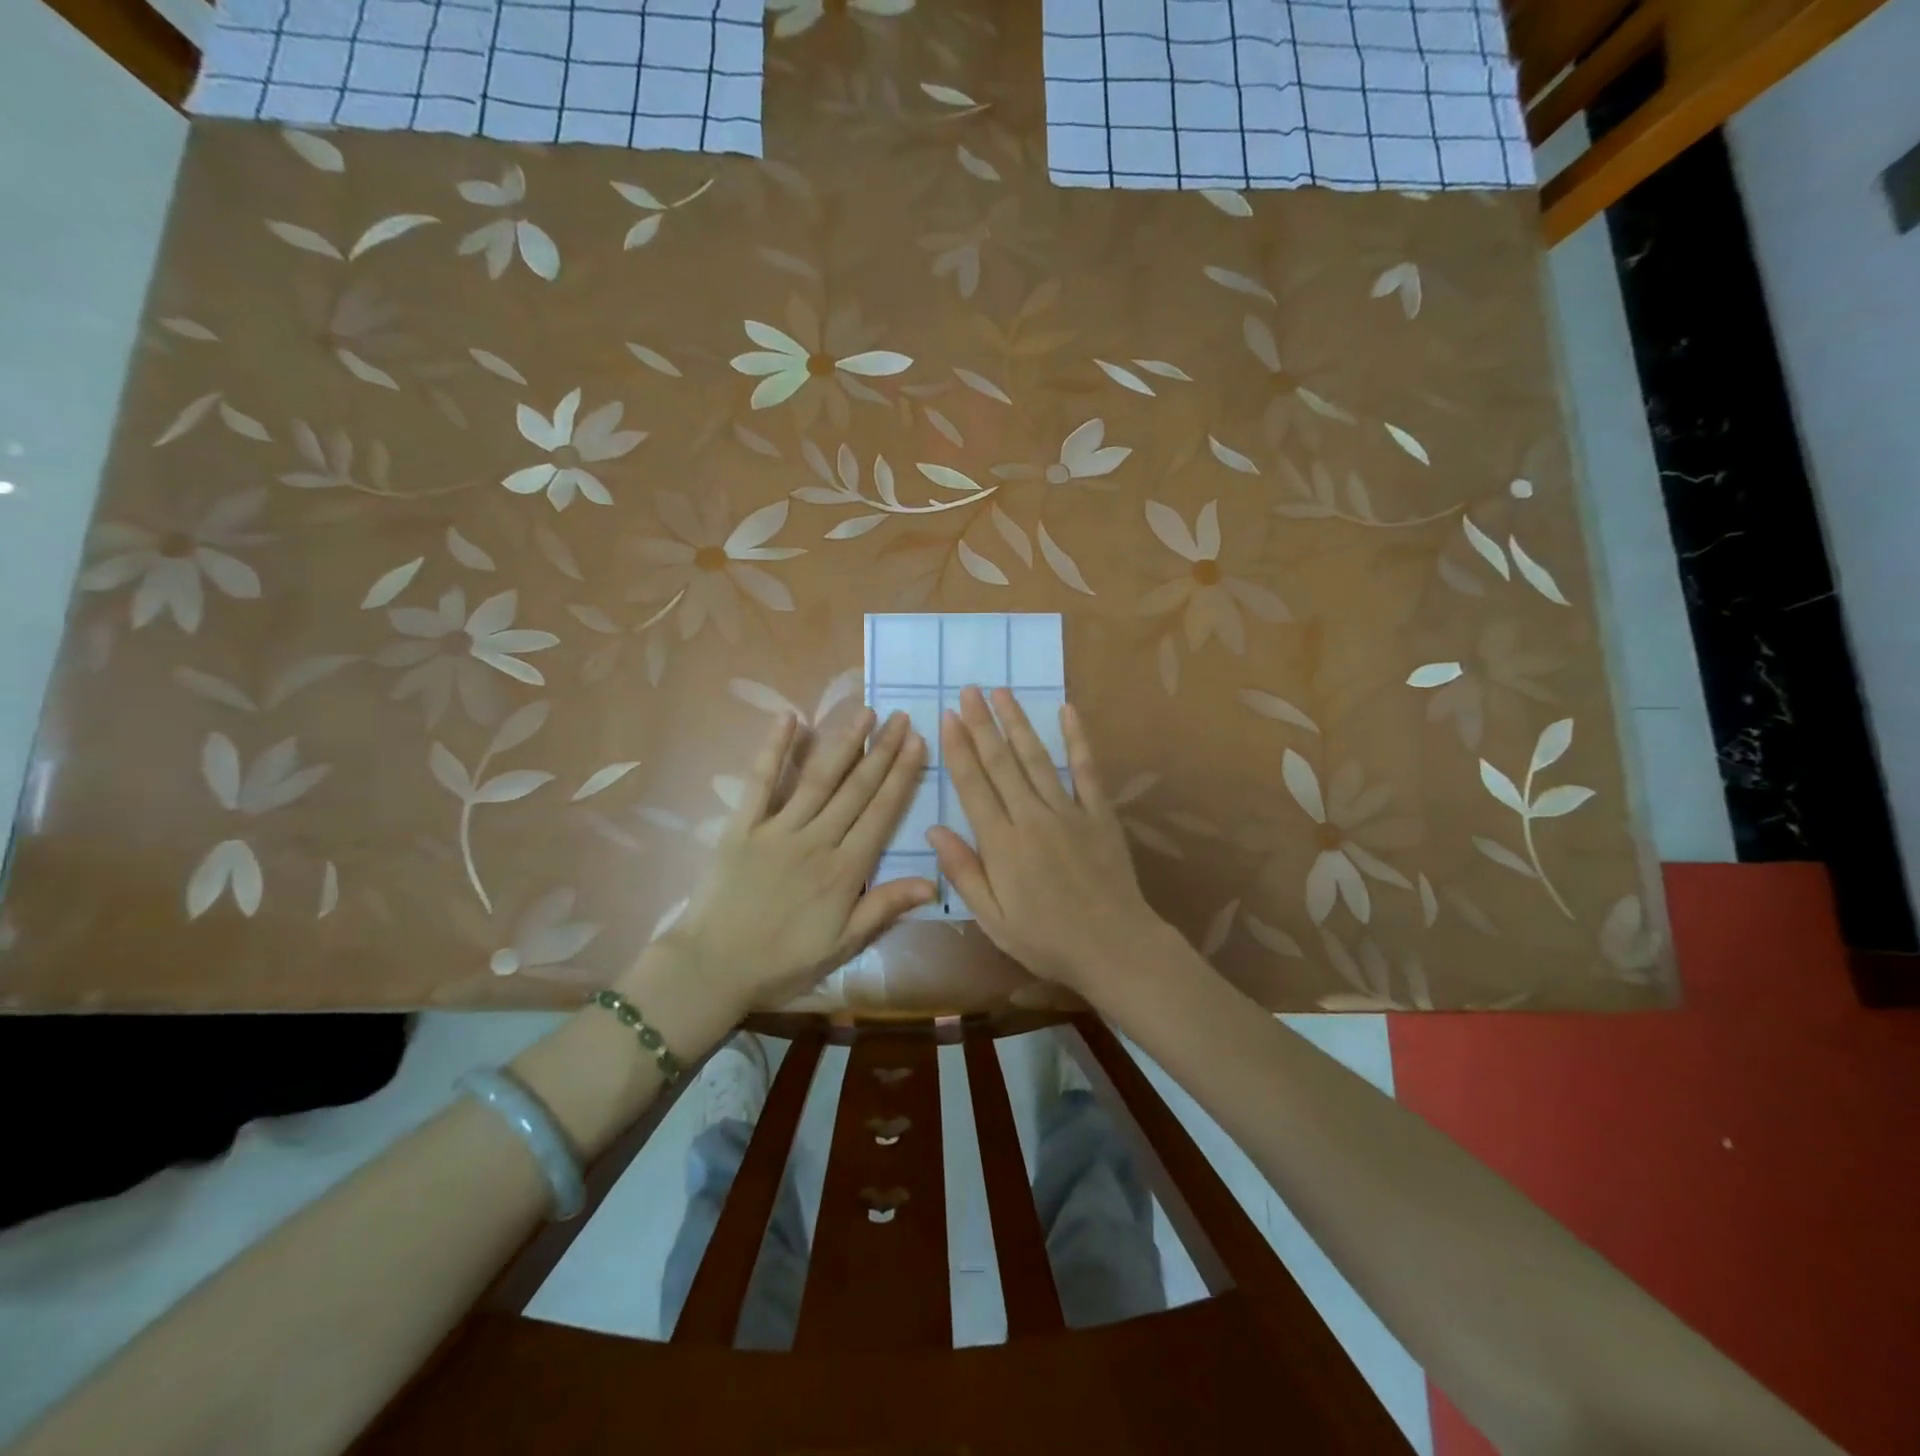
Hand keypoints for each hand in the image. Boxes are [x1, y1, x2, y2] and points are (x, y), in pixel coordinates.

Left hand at [646, 709, 933, 1015]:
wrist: (713, 968)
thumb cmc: (783, 961)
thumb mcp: (842, 945)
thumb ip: (885, 907)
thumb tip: (933, 881)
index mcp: (844, 870)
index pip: (881, 813)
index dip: (902, 776)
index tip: (918, 743)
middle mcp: (816, 840)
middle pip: (856, 788)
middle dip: (882, 751)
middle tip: (901, 718)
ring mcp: (777, 828)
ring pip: (819, 778)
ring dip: (844, 742)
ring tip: (866, 713)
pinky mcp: (743, 825)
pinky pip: (760, 781)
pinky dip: (774, 749)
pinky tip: (789, 718)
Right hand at [929, 686, 1174, 995]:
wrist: (1115, 947)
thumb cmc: (1047, 940)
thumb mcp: (994, 919)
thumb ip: (964, 872)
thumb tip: (935, 829)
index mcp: (1002, 844)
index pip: (973, 786)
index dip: (958, 749)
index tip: (947, 717)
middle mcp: (1032, 818)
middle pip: (1002, 763)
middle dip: (982, 724)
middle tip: (969, 690)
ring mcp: (1069, 812)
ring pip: (1037, 758)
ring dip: (1018, 723)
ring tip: (1002, 692)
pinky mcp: (1099, 814)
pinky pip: (1087, 769)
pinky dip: (1077, 739)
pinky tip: (1067, 711)